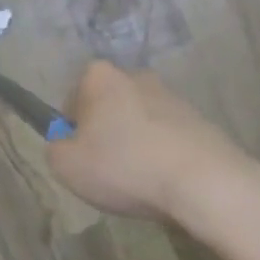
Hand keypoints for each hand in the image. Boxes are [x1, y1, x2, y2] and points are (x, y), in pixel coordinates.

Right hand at [48, 62, 259, 221]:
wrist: (204, 182)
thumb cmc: (124, 166)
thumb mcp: (66, 164)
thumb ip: (55, 148)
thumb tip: (66, 144)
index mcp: (100, 76)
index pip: (72, 99)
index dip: (71, 131)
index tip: (80, 157)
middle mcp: (137, 76)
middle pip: (109, 108)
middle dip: (105, 134)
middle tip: (107, 171)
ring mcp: (173, 97)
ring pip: (140, 123)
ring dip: (135, 146)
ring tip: (140, 182)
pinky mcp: (201, 120)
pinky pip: (168, 138)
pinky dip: (162, 156)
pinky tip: (165, 183)